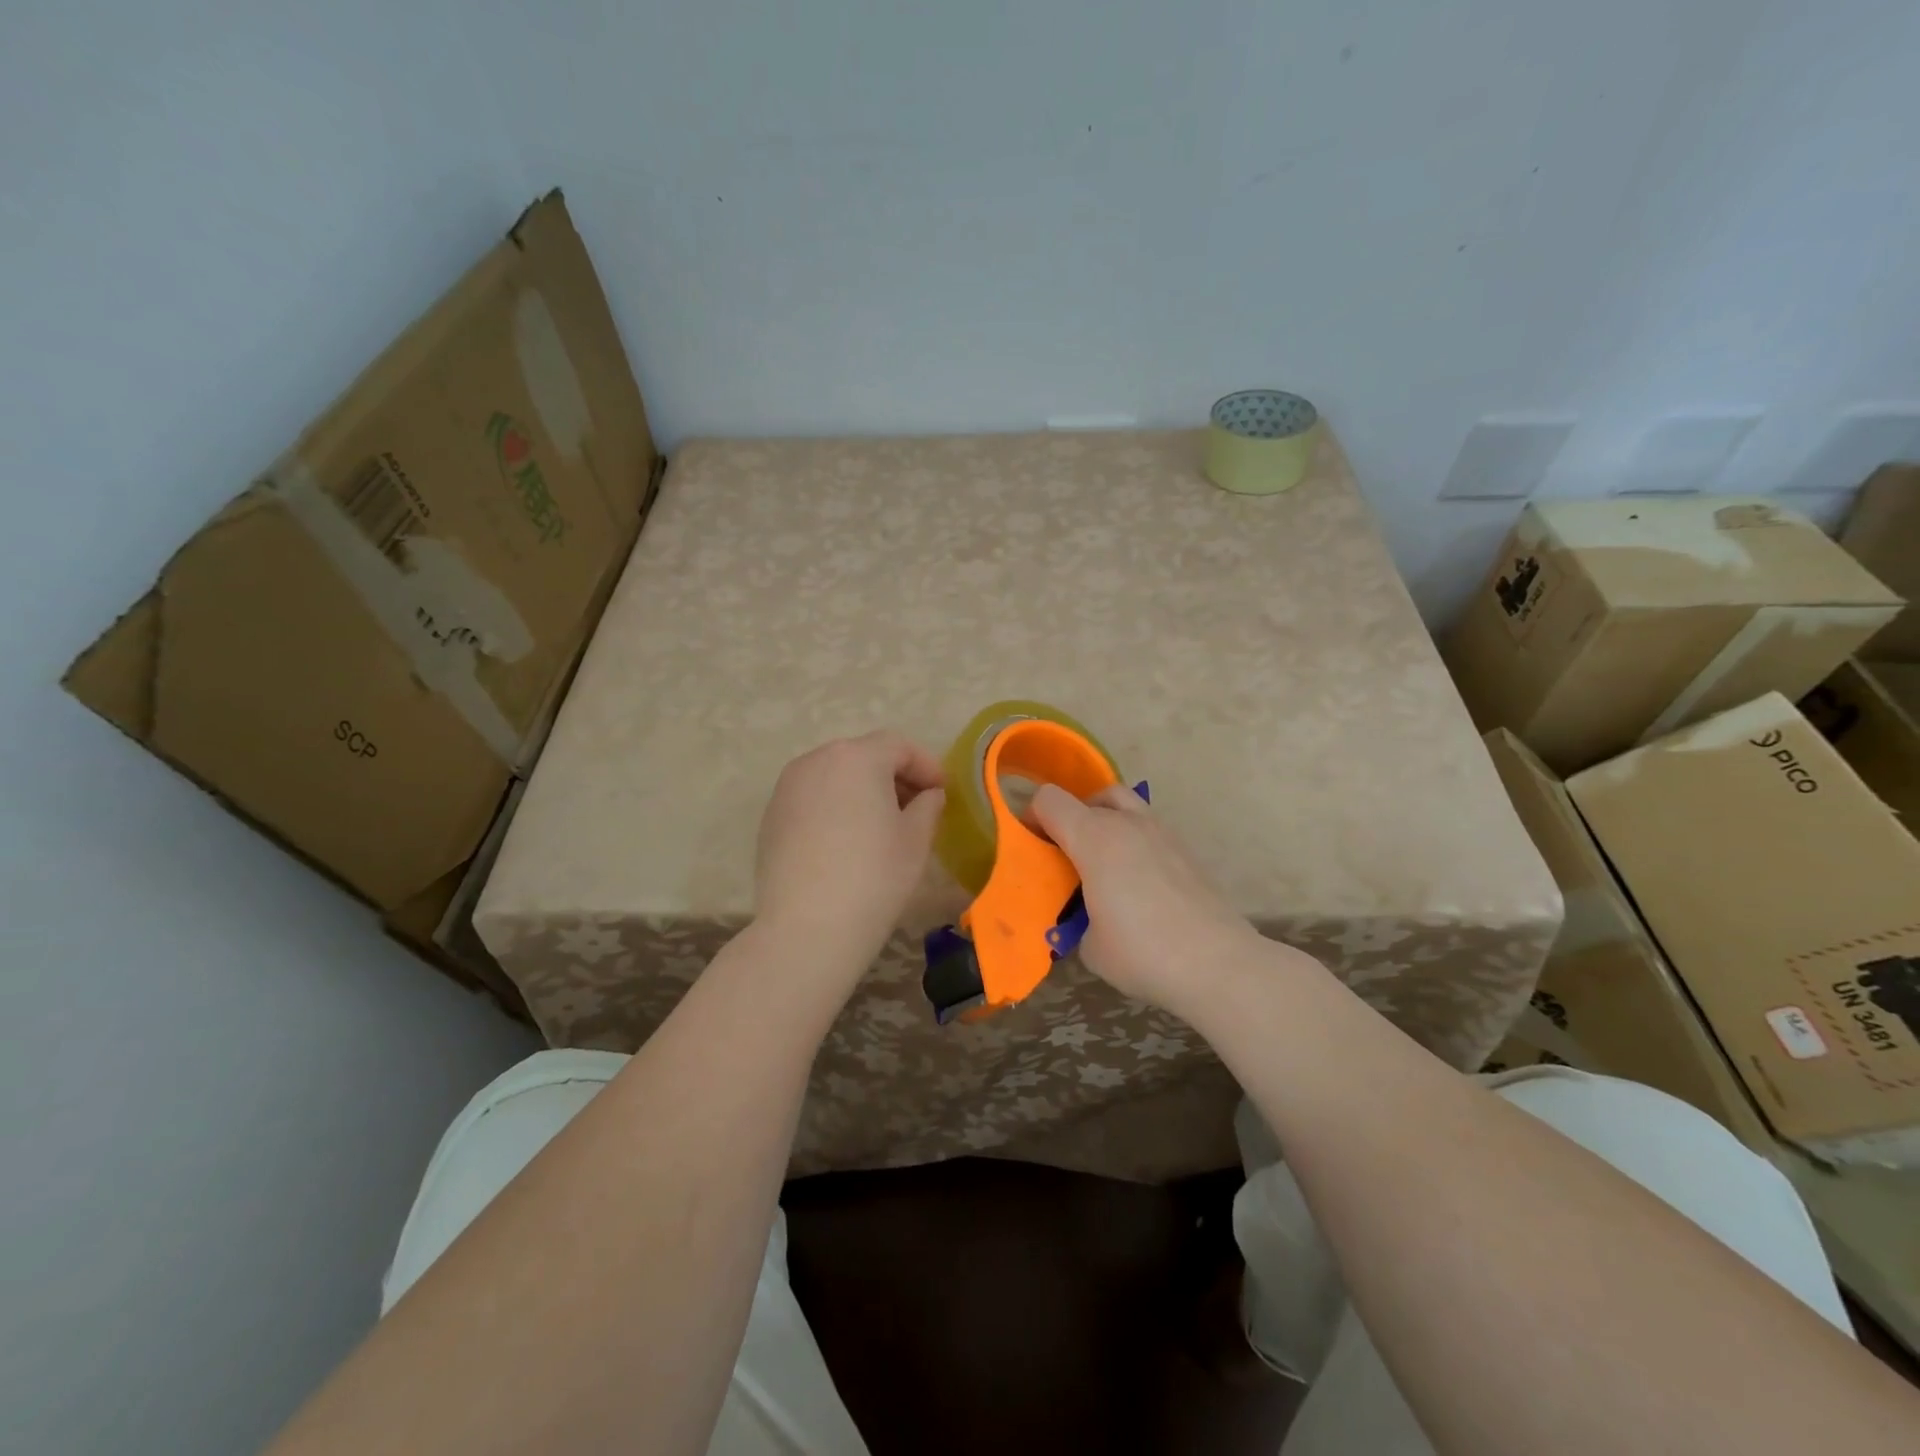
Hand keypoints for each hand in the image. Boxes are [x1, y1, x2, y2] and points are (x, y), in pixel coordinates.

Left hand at [754, 731, 945, 966]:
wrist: (807, 928)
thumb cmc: (874, 876)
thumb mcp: (916, 839)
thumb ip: (928, 805)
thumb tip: (927, 795)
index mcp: (856, 757)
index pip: (898, 746)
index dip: (926, 766)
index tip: (942, 792)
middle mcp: (816, 760)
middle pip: (863, 755)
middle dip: (893, 775)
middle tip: (916, 807)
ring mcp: (787, 787)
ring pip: (835, 776)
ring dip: (862, 790)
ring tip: (881, 826)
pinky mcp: (771, 816)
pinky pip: (812, 798)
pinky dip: (835, 807)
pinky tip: (846, 842)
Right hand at [1030, 783, 1276, 1019]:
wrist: (1218, 963)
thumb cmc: (1142, 952)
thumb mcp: (1088, 945)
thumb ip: (1074, 919)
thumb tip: (1083, 917)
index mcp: (1093, 838)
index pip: (1049, 800)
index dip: (1033, 818)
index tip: (1033, 849)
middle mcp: (1126, 823)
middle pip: (1089, 797)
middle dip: (1071, 820)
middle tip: (1068, 858)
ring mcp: (1161, 832)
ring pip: (1123, 805)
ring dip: (1105, 824)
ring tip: (1104, 867)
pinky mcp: (1185, 849)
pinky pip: (1147, 829)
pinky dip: (1133, 842)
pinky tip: (1137, 883)